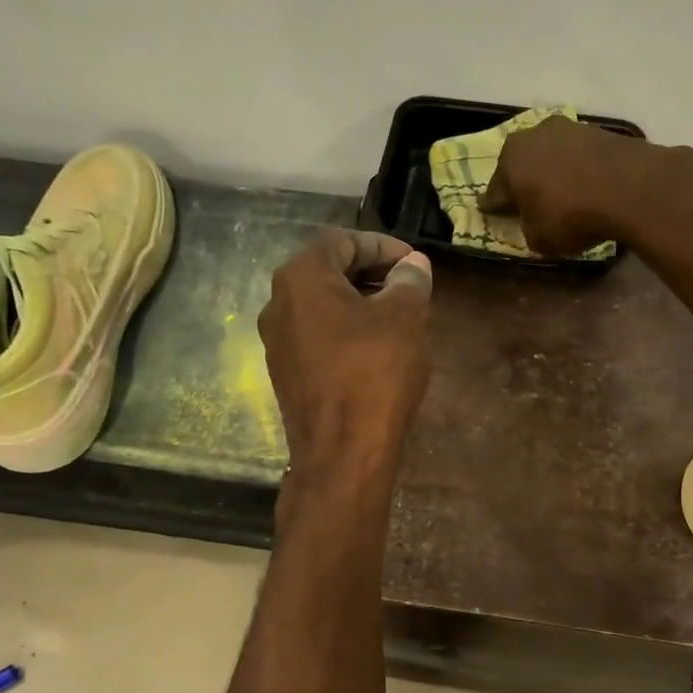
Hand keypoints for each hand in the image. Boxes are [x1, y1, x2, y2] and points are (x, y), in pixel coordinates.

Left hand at [260, 228, 432, 491]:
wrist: (342, 452)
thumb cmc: (375, 373)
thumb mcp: (405, 318)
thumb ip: (409, 281)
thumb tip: (413, 265)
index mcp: (300, 278)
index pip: (342, 241)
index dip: (382, 245)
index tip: (414, 263)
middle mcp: (278, 304)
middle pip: (327, 272)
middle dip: (371, 273)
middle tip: (409, 287)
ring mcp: (277, 343)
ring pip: (322, 308)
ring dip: (360, 304)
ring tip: (398, 318)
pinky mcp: (286, 375)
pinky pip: (318, 338)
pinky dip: (347, 333)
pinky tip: (377, 352)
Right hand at [484, 116, 692, 257]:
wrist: (629, 187)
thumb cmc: (570, 215)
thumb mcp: (539, 238)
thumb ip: (528, 228)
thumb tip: (533, 221)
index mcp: (510, 160)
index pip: (495, 191)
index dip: (496, 207)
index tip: (496, 216)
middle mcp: (534, 135)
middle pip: (523, 165)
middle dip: (525, 183)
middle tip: (531, 204)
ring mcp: (569, 128)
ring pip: (552, 156)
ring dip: (554, 173)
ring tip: (564, 195)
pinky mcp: (600, 131)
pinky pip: (581, 156)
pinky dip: (580, 170)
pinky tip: (588, 186)